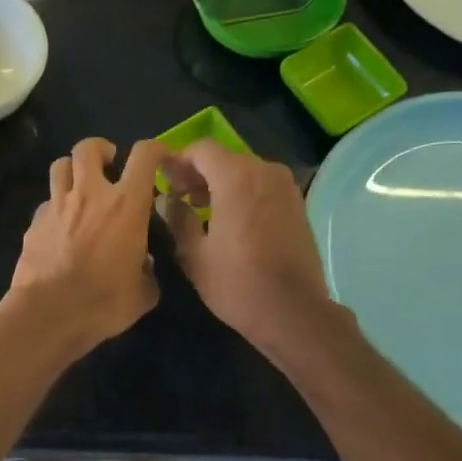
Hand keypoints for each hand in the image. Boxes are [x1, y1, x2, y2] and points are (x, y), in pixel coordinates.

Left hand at [0, 137, 165, 357]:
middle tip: (109, 165)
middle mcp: (90, 194)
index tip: (160, 159)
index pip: (144, 155)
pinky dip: (55, 207)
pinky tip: (60, 227)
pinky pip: (46, 203)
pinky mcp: (33, 223)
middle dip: (101, 150)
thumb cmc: (104, 302)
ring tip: (80, 187)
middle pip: (89, 148)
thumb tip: (143, 265)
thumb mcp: (143, 293)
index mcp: (126, 204)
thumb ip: (148, 272)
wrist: (49, 314)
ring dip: (72, 170)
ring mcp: (57, 205)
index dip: (155, 149)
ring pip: (60, 165)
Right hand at [161, 141, 333, 353]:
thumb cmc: (237, 284)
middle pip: (224, 158)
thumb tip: (167, 200)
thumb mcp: (195, 255)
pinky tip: (230, 220)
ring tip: (201, 209)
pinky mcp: (297, 204)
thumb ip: (178, 219)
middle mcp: (264, 171)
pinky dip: (243, 194)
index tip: (164, 181)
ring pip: (245, 172)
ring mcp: (285, 187)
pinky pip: (262, 187)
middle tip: (178, 197)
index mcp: (235, 177)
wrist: (293, 311)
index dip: (178, 161)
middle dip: (199, 173)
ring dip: (221, 183)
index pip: (200, 149)